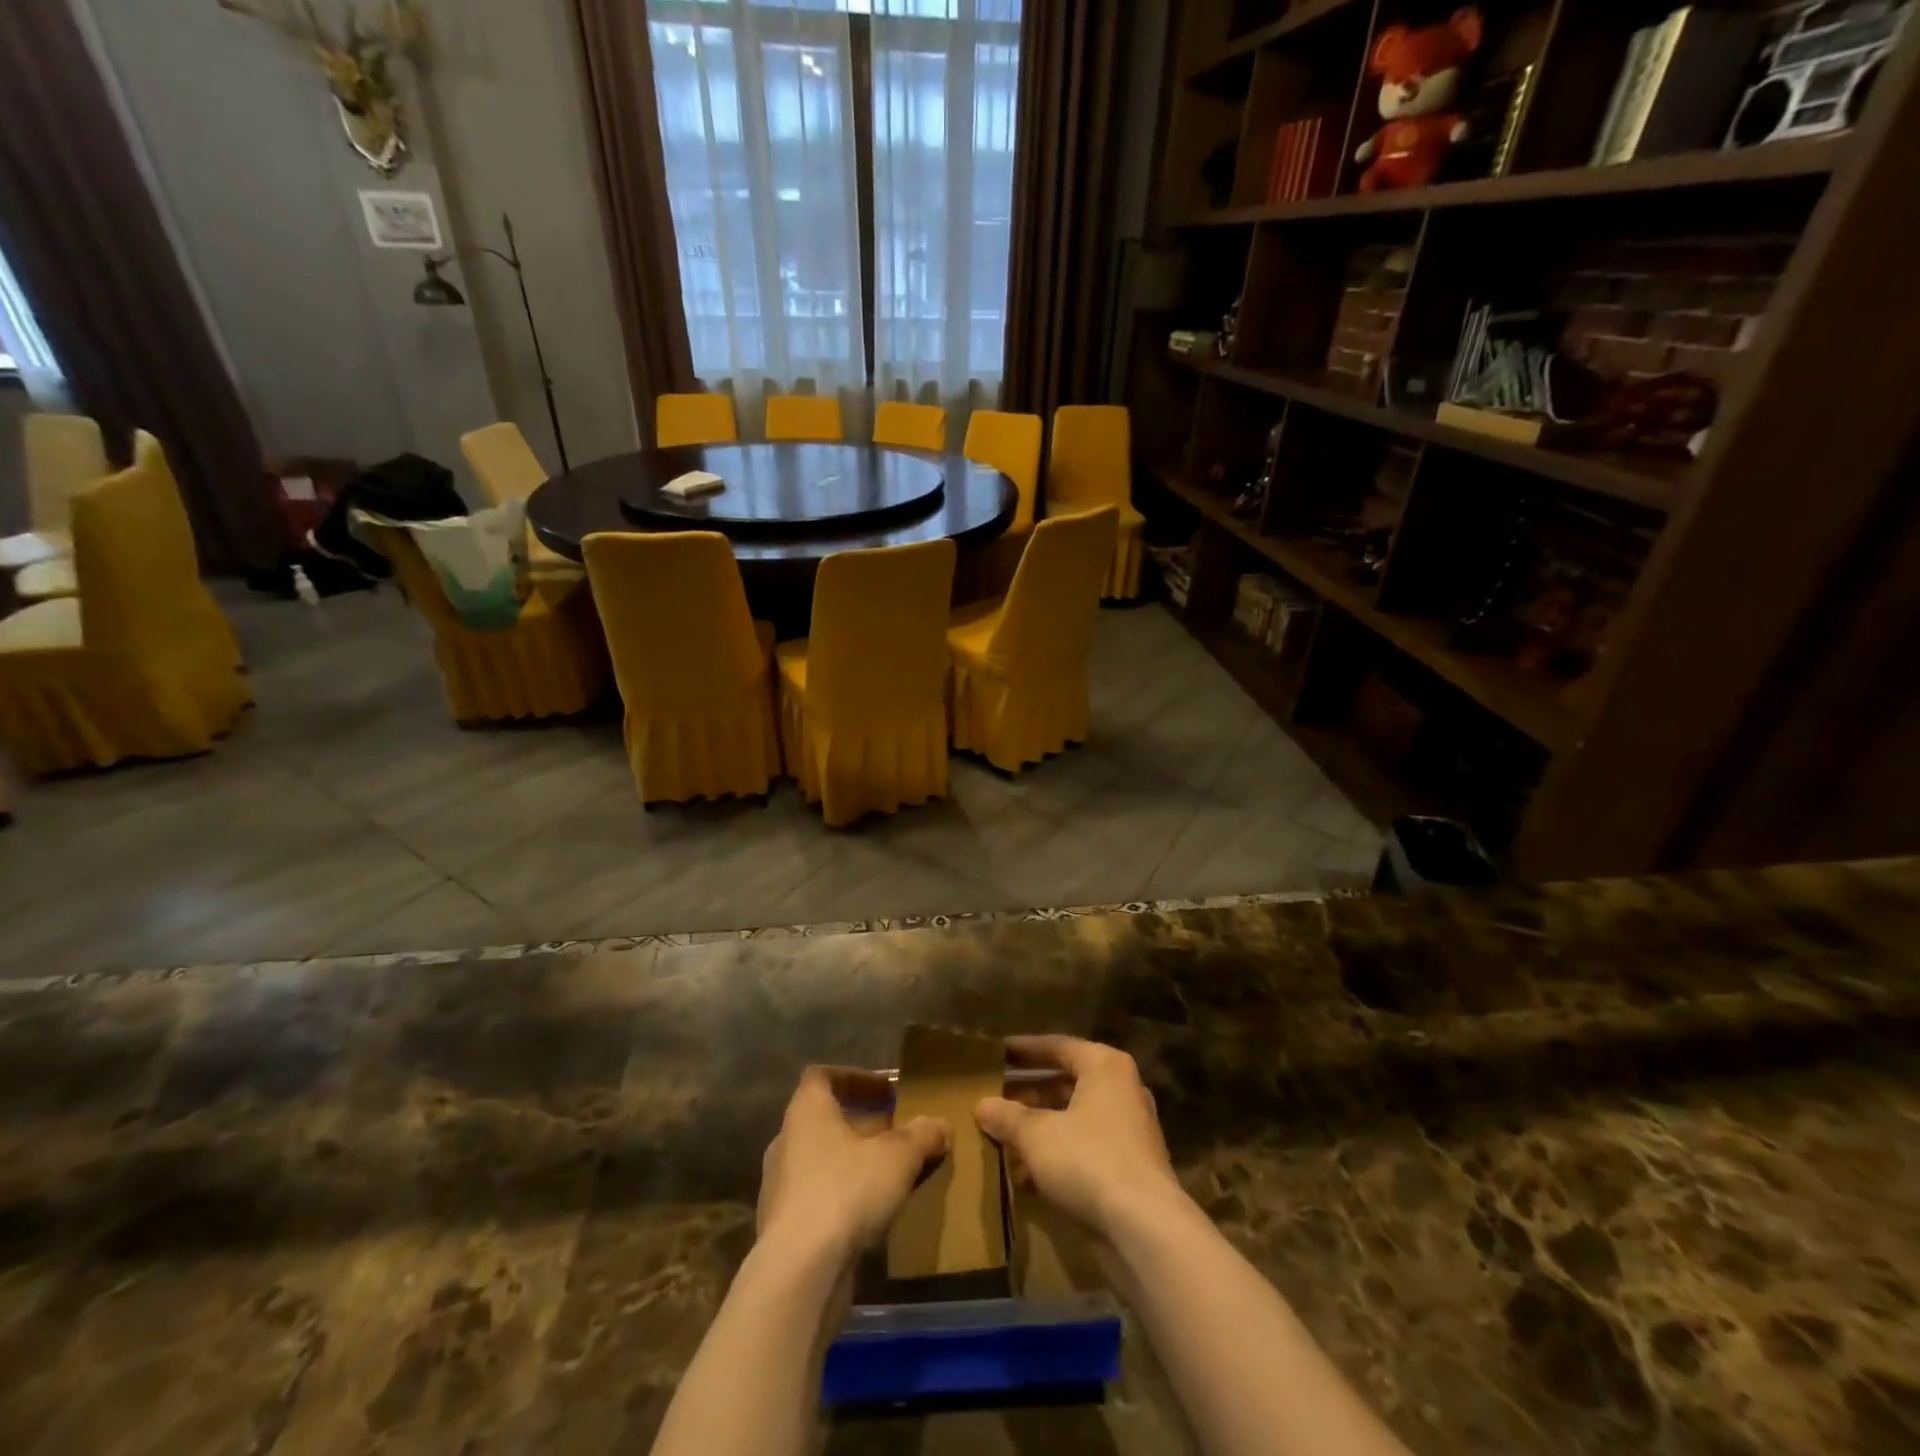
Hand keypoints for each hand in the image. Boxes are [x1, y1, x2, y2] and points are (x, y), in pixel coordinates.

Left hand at [757, 1067, 949, 1266]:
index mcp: (806, 1111)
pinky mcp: (783, 1230)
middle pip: (825, 1120)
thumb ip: (921, 1135)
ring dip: (853, 1163)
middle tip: (896, 1133)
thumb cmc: (846, 1191)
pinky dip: (843, 1198)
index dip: (855, 1077)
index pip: (822, 1076)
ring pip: (821, 1161)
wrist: (799, 1274)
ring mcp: (780, 1188)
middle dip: (862, 1124)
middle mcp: (786, 1142)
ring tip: (890, 1176)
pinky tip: (871, 1215)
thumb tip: (940, 1125)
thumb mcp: (898, 1156)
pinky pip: (817, 1199)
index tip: (887, 1090)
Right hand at [974, 1036, 1185, 1238]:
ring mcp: (1129, 1131)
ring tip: (1003, 1142)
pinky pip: (1084, 1150)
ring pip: (1073, 1119)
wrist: (1145, 1229)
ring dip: (1038, 1130)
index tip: (995, 1054)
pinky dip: (1056, 1157)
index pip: (1057, 1046)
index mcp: (1104, 1066)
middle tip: (994, 1099)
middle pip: (1065, 1083)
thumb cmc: (1088, 1160)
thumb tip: (982, 1105)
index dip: (1023, 1050)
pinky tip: (1025, 1178)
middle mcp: (1121, 1090)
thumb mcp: (1036, 1135)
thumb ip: (1007, 1117)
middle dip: (1028, 1095)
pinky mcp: (1129, 1168)